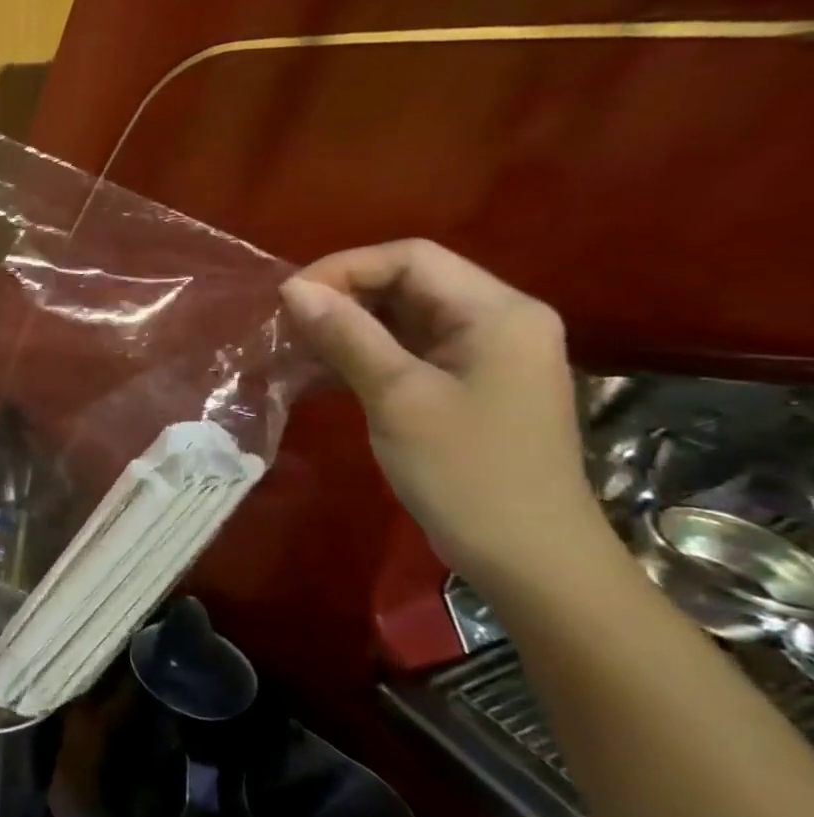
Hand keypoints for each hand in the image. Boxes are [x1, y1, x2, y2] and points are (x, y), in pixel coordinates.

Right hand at [280, 240, 602, 583]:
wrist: (529, 558)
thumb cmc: (466, 472)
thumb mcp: (397, 396)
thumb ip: (347, 335)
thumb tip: (294, 289)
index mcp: (497, 312)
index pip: (411, 258)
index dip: (344, 268)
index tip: (289, 300)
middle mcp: (497, 321)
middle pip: (409, 283)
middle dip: (342, 297)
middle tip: (287, 327)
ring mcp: (485, 356)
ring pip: (403, 318)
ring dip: (347, 327)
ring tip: (295, 349)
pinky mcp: (467, 386)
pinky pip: (408, 351)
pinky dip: (363, 355)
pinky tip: (321, 375)